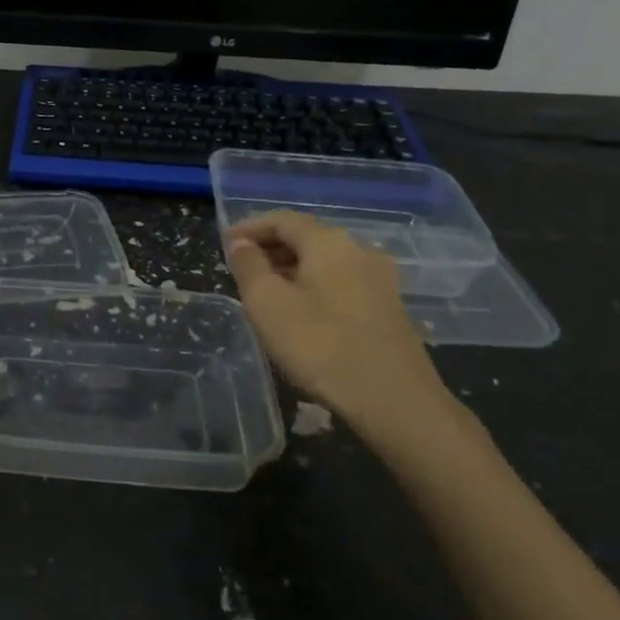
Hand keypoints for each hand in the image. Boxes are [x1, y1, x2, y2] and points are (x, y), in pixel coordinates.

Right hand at [227, 211, 457, 442]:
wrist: (394, 400)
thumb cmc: (320, 345)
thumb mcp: (267, 304)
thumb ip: (249, 267)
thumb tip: (242, 244)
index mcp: (328, 242)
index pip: (282, 219)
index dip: (249, 227)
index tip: (225, 244)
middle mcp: (358, 250)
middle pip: (306, 237)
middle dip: (270, 248)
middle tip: (240, 269)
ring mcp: (379, 280)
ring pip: (325, 262)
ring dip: (291, 269)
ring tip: (264, 292)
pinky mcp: (388, 308)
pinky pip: (341, 283)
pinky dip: (313, 286)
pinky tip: (300, 313)